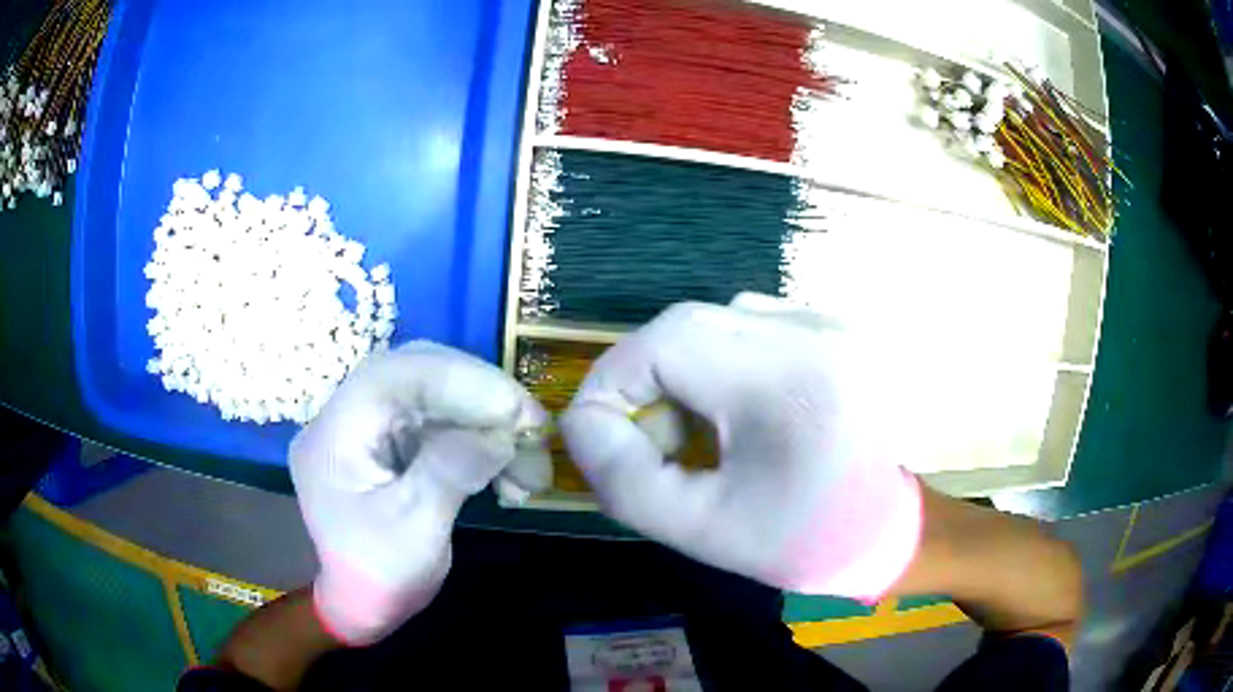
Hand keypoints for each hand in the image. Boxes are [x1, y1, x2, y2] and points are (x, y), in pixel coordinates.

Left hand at [290, 341, 549, 644]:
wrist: (360, 604)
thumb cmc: (378, 576)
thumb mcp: (413, 532)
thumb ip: (449, 472)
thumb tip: (501, 431)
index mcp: (336, 433)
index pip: (396, 375)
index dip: (462, 382)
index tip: (518, 413)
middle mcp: (349, 415)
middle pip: (418, 372)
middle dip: (482, 397)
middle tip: (533, 430)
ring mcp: (371, 425)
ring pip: (435, 393)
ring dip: (488, 420)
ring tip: (529, 465)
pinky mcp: (392, 439)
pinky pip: (440, 420)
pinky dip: (480, 438)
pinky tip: (507, 471)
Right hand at [560, 294, 921, 600]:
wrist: (887, 530)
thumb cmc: (804, 540)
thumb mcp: (701, 530)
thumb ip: (623, 480)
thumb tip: (583, 424)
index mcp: (788, 379)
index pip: (663, 343)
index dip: (611, 384)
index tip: (599, 438)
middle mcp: (812, 329)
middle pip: (685, 325)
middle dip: (644, 383)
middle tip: (649, 443)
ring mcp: (827, 322)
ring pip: (713, 323)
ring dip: (680, 374)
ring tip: (694, 434)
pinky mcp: (829, 328)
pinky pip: (747, 327)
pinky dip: (717, 364)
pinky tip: (735, 412)